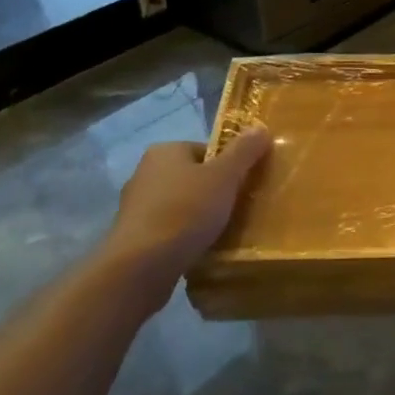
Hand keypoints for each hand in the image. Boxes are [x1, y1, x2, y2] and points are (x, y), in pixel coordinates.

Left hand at [97, 127, 271, 301]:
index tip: (245, 185)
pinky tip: (200, 249)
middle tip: (239, 208)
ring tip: (223, 232)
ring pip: (181, 205)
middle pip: (194, 177)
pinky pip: (169, 229)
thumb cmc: (185, 211)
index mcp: (165, 151)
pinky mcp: (134, 237)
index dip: (230, 166)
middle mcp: (145, 173)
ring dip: (200, 216)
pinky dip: (185, 236)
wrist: (140, 267)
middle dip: (216, 192)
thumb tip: (261, 127)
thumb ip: (244, 151)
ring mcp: (136, 207)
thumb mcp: (224, 176)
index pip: (207, 150)